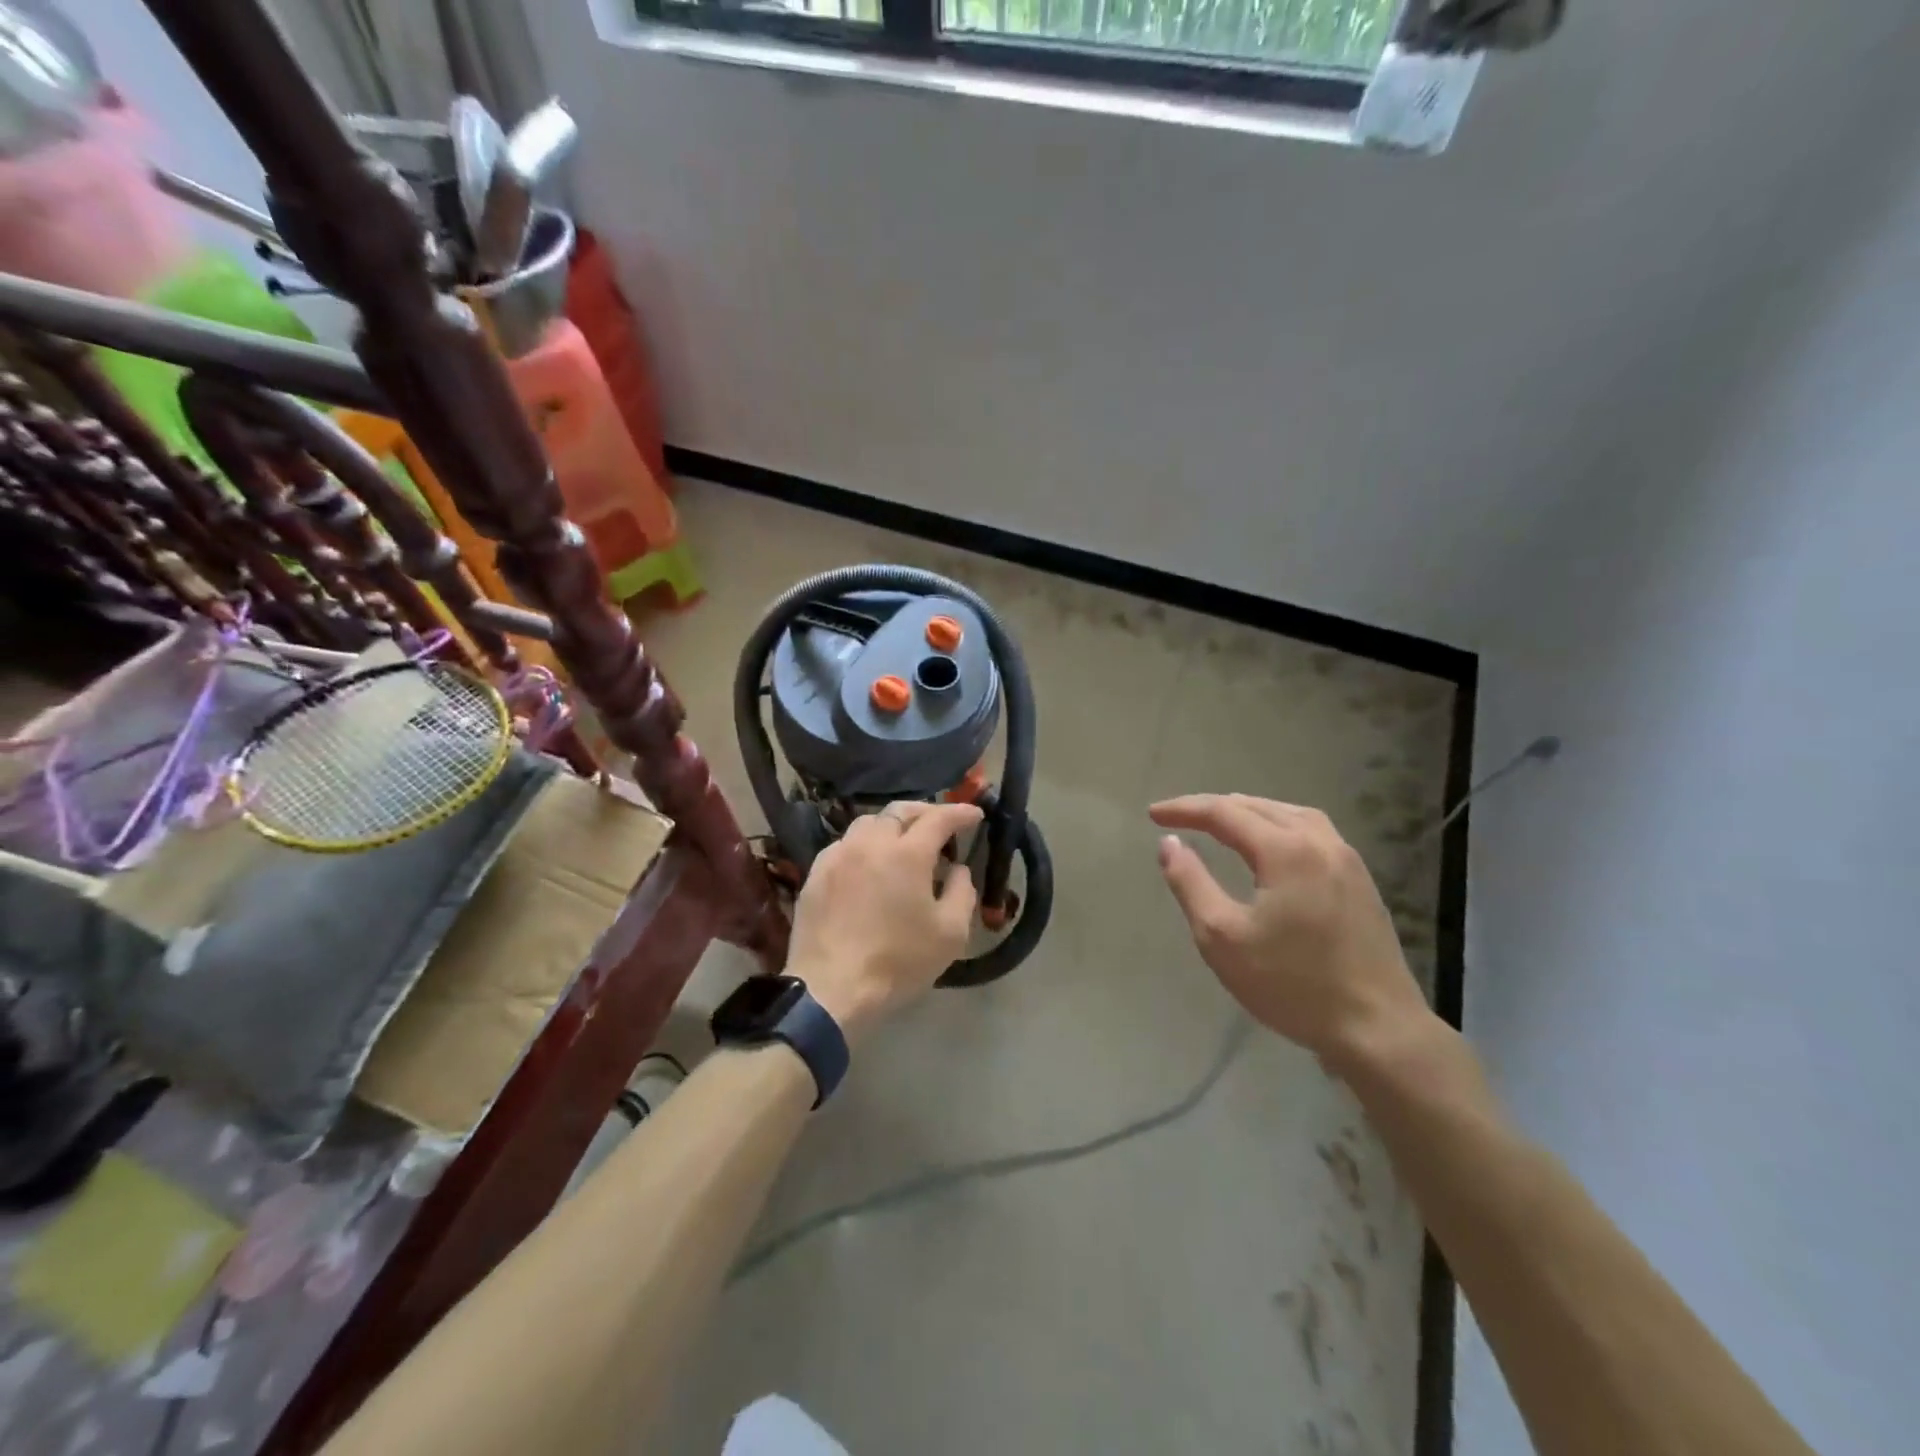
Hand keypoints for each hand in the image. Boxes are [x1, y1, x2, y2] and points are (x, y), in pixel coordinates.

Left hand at [786, 800, 983, 1045]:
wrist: (831, 990)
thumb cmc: (898, 962)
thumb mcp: (950, 934)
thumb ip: (962, 892)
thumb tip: (957, 869)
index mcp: (907, 854)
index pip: (938, 819)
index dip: (959, 813)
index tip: (975, 814)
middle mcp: (870, 844)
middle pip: (899, 812)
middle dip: (925, 812)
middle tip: (940, 824)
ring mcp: (838, 856)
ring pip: (867, 823)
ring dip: (892, 826)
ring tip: (903, 843)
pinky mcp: (815, 874)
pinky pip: (844, 845)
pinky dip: (864, 845)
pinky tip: (868, 865)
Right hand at [1150, 794, 1432, 1067]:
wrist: (1378, 1029)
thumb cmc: (1291, 984)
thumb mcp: (1221, 937)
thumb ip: (1190, 882)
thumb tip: (1169, 842)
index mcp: (1285, 850)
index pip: (1224, 812)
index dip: (1185, 809)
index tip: (1153, 814)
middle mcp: (1319, 842)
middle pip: (1258, 807)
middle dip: (1214, 807)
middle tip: (1180, 817)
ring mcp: (1347, 860)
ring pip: (1290, 814)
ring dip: (1250, 812)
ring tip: (1222, 822)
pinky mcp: (1360, 881)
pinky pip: (1313, 832)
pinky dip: (1279, 825)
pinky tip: (1271, 845)